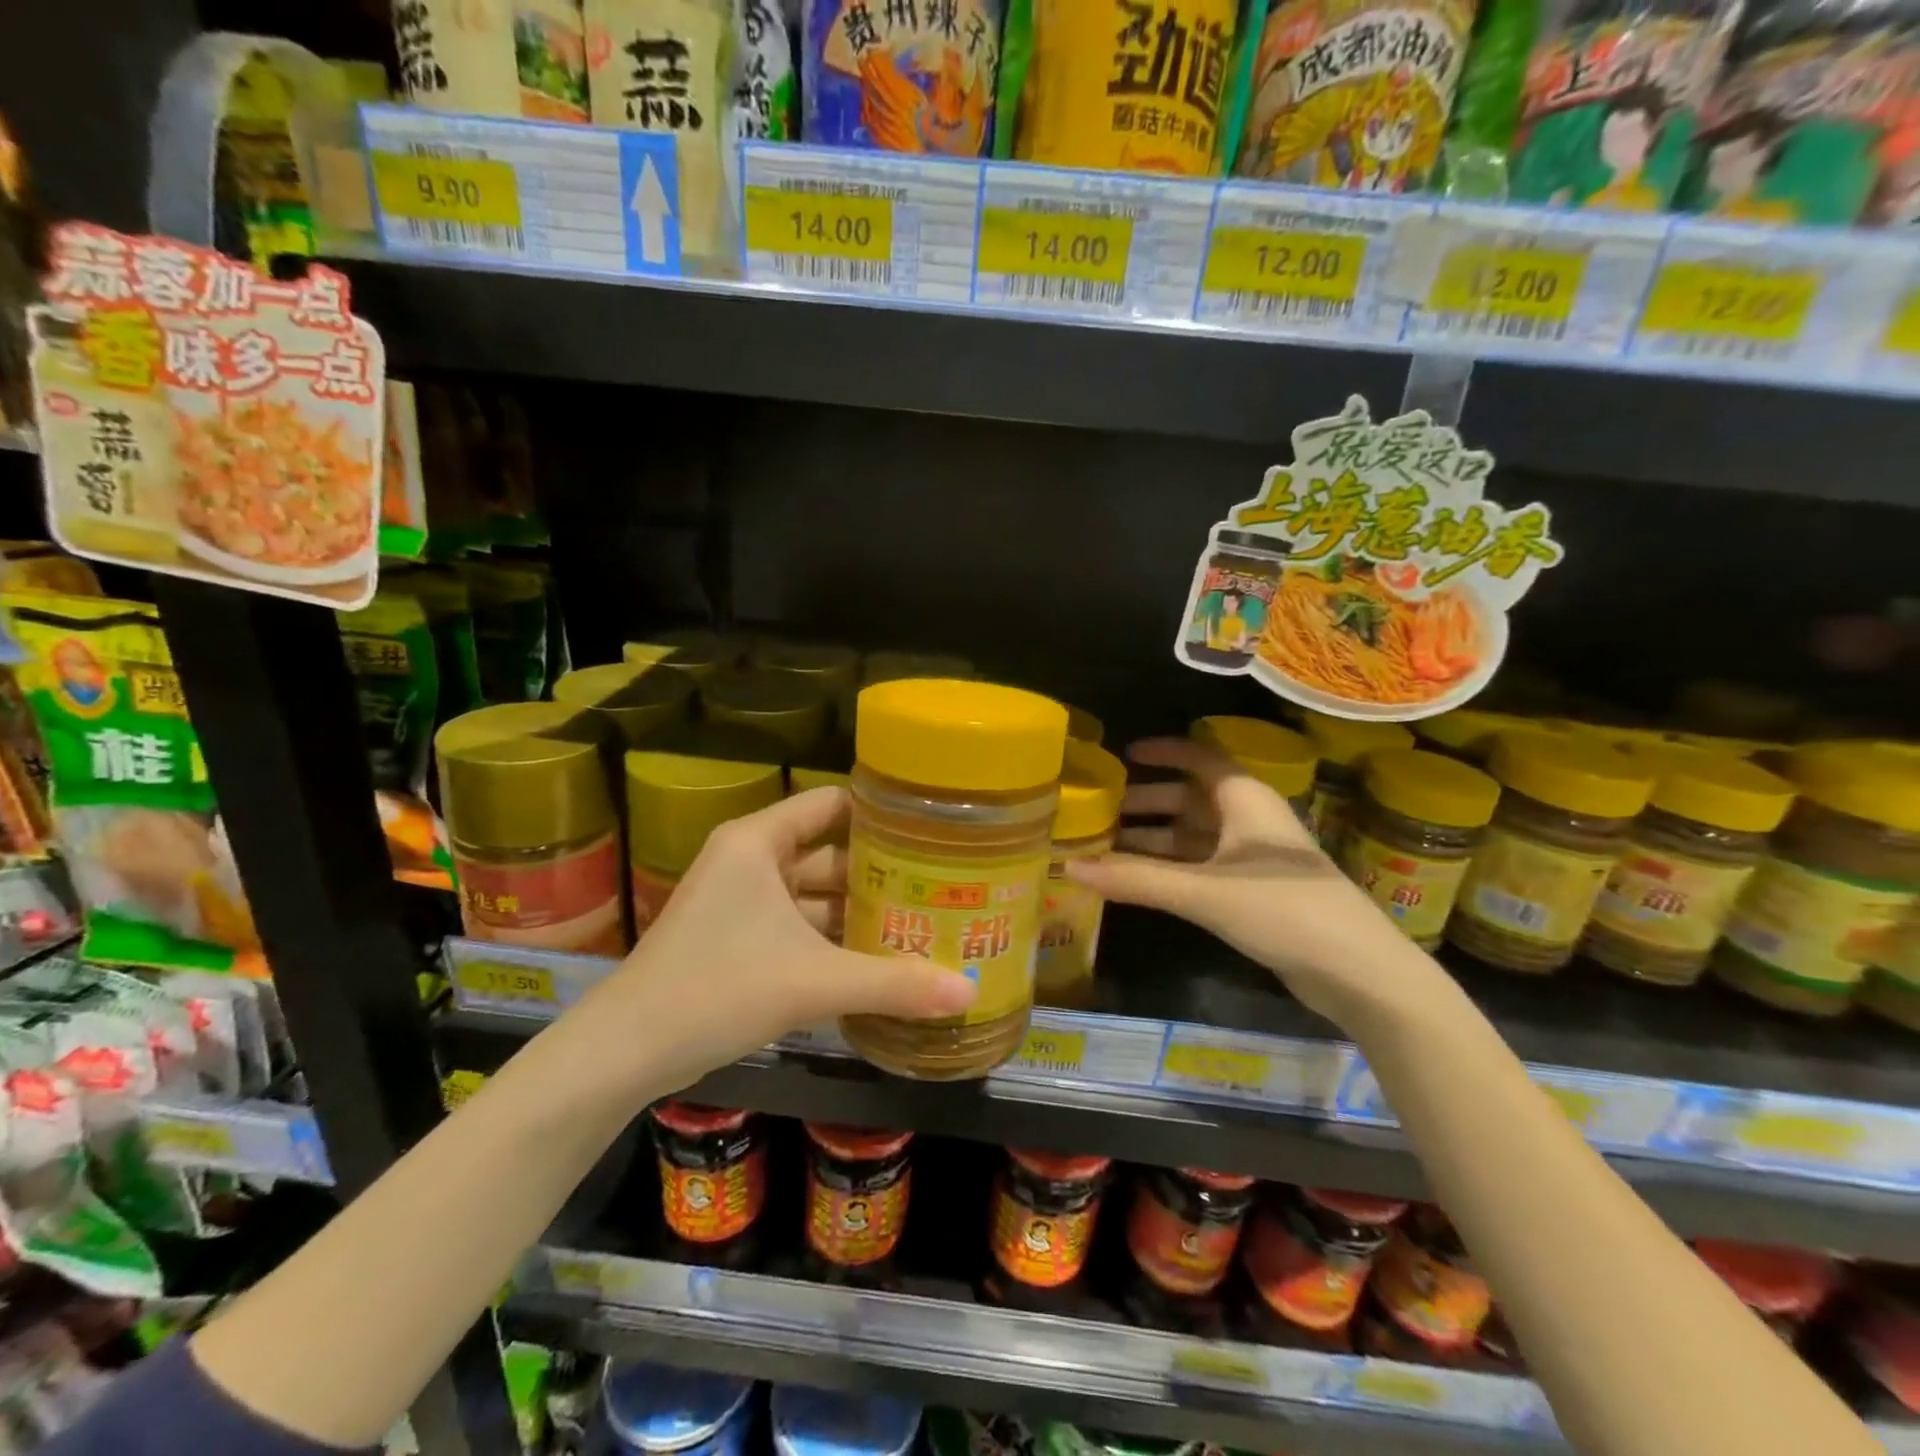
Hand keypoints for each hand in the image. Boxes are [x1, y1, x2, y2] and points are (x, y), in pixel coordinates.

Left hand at [562, 787, 975, 1099]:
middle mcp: (750, 859)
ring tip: (920, 923)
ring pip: (814, 894)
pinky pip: (797, 925)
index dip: (881, 814)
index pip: (832, 804)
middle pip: (829, 852)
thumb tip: (970, 991)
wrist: (624, 1053)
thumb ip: (893, 984)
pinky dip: (832, 938)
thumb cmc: (717, 990)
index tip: (932, 831)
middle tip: (941, 886)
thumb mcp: (813, 983)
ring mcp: (740, 900)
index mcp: (759, 842)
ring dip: (858, 911)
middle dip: (880, 873)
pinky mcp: (736, 937)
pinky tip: (876, 959)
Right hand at [1065, 737, 1434, 1028]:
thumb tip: (1068, 866)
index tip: (1125, 754)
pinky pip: (1203, 867)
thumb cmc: (1284, 910)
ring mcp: (1255, 860)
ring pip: (1196, 836)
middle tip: (1101, 809)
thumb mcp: (1204, 891)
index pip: (1201, 758)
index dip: (1164, 752)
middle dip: (1148, 801)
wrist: (1359, 972)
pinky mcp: (1257, 894)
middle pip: (1191, 799)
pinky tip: (1141, 881)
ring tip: (1107, 846)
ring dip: (1155, 839)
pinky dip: (1172, 868)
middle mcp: (1250, 822)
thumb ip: (1136, 879)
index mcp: (1245, 800)